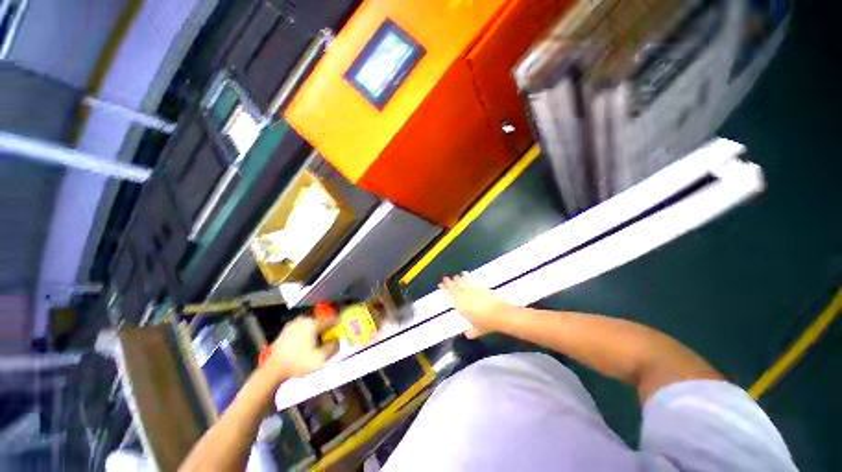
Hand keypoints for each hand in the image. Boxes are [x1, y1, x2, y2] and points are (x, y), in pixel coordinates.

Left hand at [266, 317, 337, 380]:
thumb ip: (333, 347)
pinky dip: (305, 335)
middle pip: (321, 323)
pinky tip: (303, 347)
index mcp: (313, 323)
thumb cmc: (298, 363)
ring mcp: (293, 324)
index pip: (332, 319)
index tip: (341, 332)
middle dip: (325, 331)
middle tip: (327, 342)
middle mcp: (304, 320)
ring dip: (315, 333)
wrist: (272, 370)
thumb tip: (337, 340)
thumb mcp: (321, 358)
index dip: (338, 325)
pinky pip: (301, 330)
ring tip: (315, 345)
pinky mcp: (285, 330)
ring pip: (311, 326)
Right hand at [440, 273, 510, 338]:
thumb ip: (471, 332)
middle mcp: (464, 297)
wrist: (499, 314)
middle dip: (448, 282)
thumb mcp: (477, 330)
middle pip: (453, 287)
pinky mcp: (479, 286)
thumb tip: (468, 335)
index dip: (445, 290)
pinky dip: (466, 276)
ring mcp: (472, 290)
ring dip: (457, 279)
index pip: (450, 296)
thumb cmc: (486, 324)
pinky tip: (464, 273)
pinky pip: (470, 279)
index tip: (440, 285)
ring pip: (461, 282)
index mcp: (460, 307)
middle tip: (445, 278)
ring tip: (455, 276)